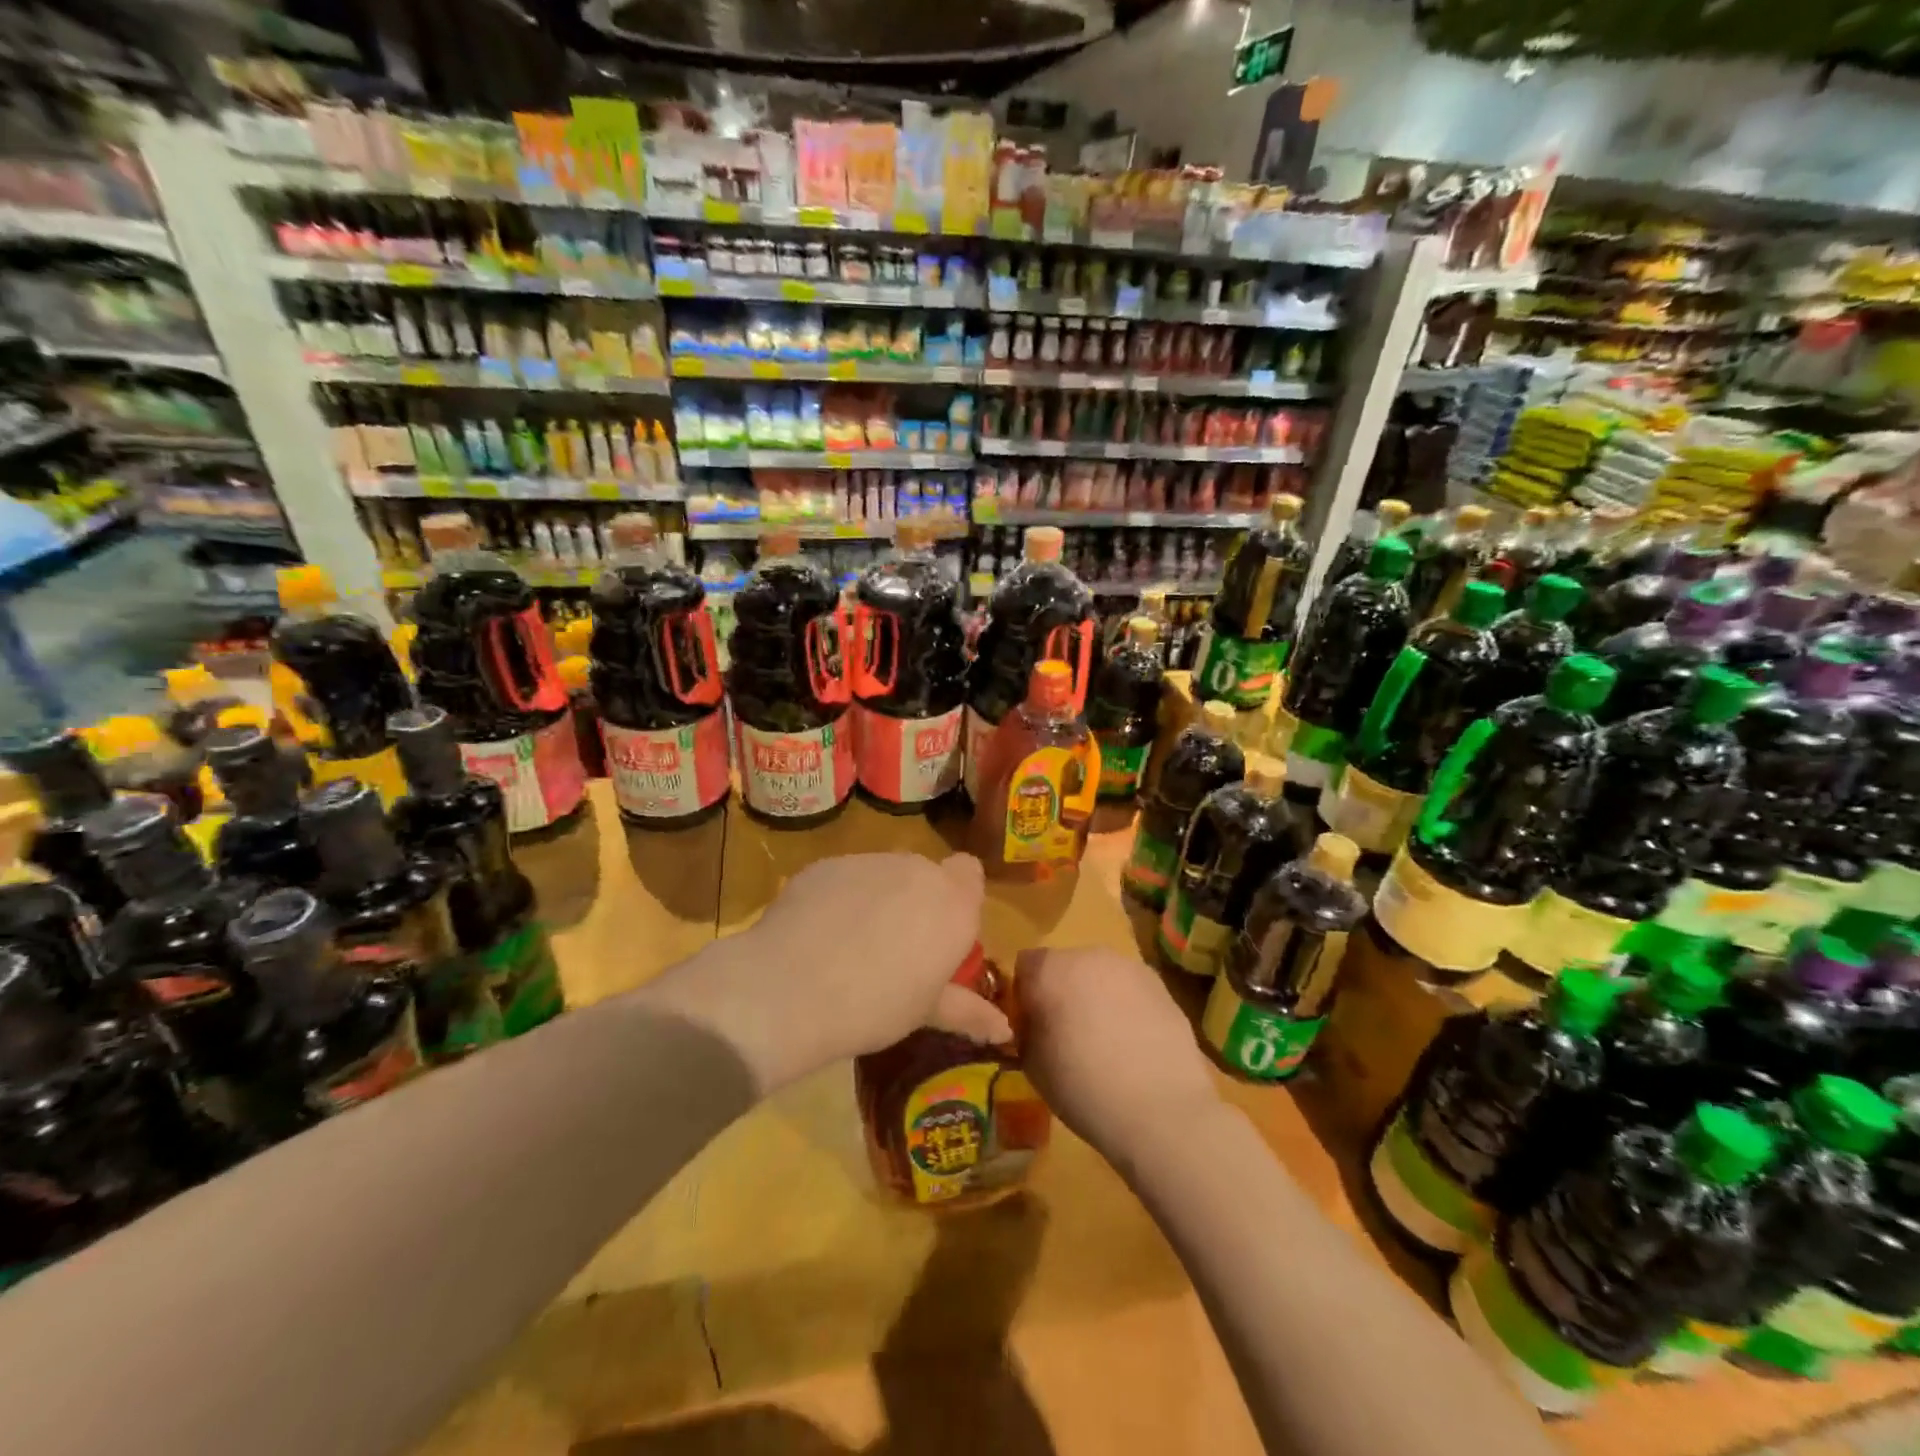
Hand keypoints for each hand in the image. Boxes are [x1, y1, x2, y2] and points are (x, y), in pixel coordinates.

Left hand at [648, 853, 1008, 1092]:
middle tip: (897, 950)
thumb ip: (969, 1011)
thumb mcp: (926, 1013)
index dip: (959, 897)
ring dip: (879, 899)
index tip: (942, 934)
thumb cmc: (875, 1007)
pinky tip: (818, 935)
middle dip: (917, 903)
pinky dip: (839, 898)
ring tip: (851, 946)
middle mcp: (916, 870)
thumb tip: (1005, 1029)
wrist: (791, 989)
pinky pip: (844, 878)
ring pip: (884, 874)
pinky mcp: (826, 864)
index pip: (970, 873)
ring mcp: (868, 861)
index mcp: (953, 903)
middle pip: (925, 875)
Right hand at [1015, 947, 1223, 1164]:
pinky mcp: (1160, 986)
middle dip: (1063, 991)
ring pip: (1100, 975)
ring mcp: (1129, 967)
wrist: (1161, 1109)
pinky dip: (1126, 1007)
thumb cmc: (1083, 1088)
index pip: (1025, 965)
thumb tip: (1034, 1021)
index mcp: (1051, 970)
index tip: (1032, 1024)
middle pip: (1065, 965)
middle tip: (1068, 1034)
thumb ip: (1027, 1030)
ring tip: (1106, 1041)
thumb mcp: (1032, 1065)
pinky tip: (1134, 1044)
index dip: (1026, 993)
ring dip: (1096, 996)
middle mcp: (1089, 956)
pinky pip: (1130, 989)